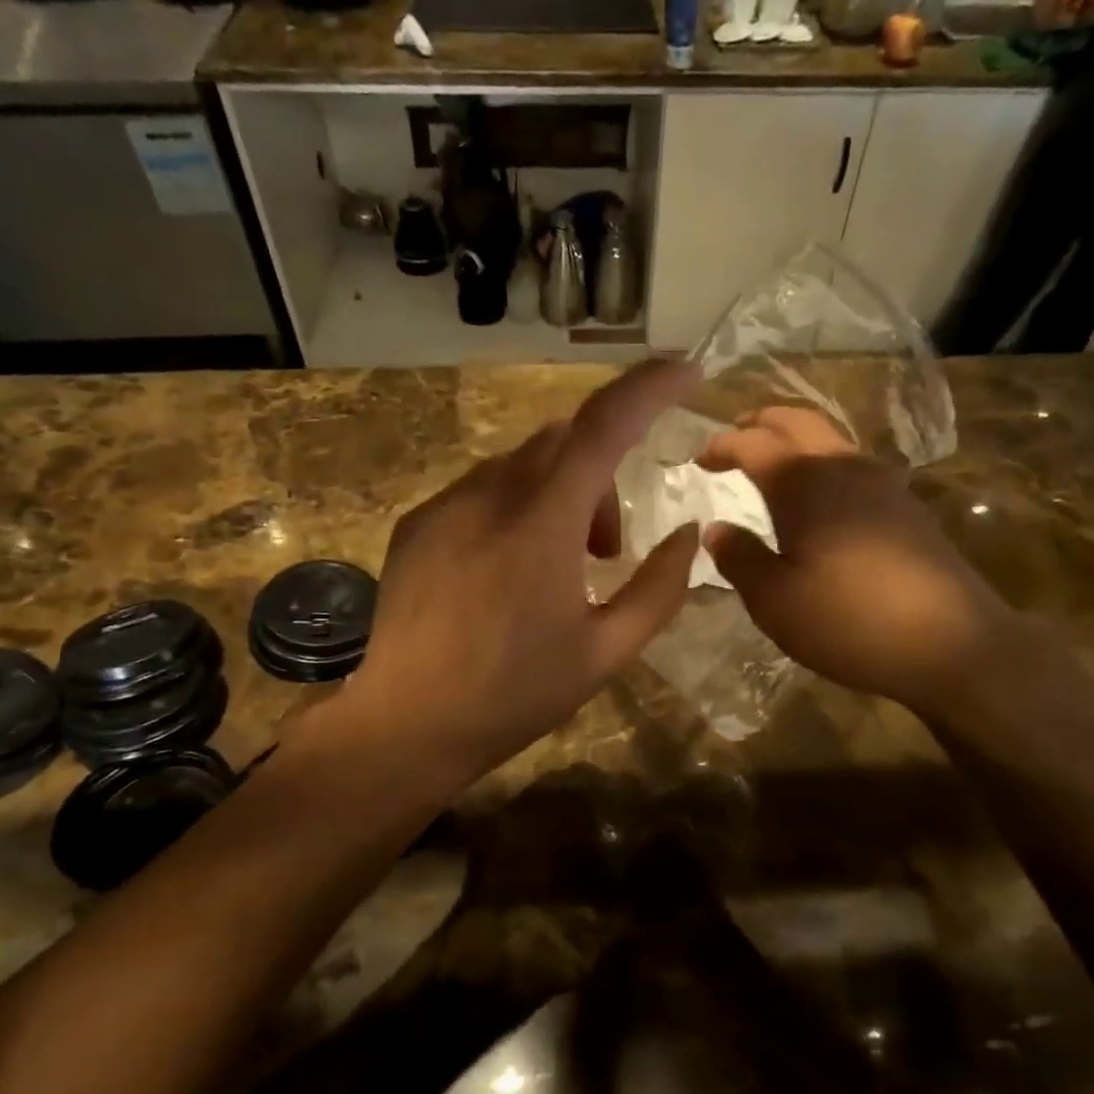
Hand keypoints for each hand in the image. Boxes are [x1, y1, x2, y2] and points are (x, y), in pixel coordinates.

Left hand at [338, 361, 701, 788]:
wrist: (407, 724)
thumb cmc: (514, 694)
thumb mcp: (606, 654)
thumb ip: (658, 589)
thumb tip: (685, 535)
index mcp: (542, 523)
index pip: (604, 424)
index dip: (650, 386)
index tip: (686, 369)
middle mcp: (490, 495)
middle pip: (565, 441)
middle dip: (602, 474)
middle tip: (607, 549)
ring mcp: (446, 505)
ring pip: (522, 464)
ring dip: (558, 494)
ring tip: (558, 566)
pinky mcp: (417, 523)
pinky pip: (483, 489)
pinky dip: (515, 507)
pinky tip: (507, 570)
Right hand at [697, 408, 1019, 715]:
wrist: (952, 644)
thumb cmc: (849, 620)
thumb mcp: (775, 600)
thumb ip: (739, 558)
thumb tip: (715, 529)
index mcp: (804, 483)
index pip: (753, 443)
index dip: (722, 445)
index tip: (699, 459)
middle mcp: (844, 468)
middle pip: (798, 421)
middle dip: (761, 422)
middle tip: (735, 437)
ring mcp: (883, 484)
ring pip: (831, 440)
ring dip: (795, 440)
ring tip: (773, 464)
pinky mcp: (906, 507)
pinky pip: (854, 466)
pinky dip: (824, 464)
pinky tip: (821, 498)